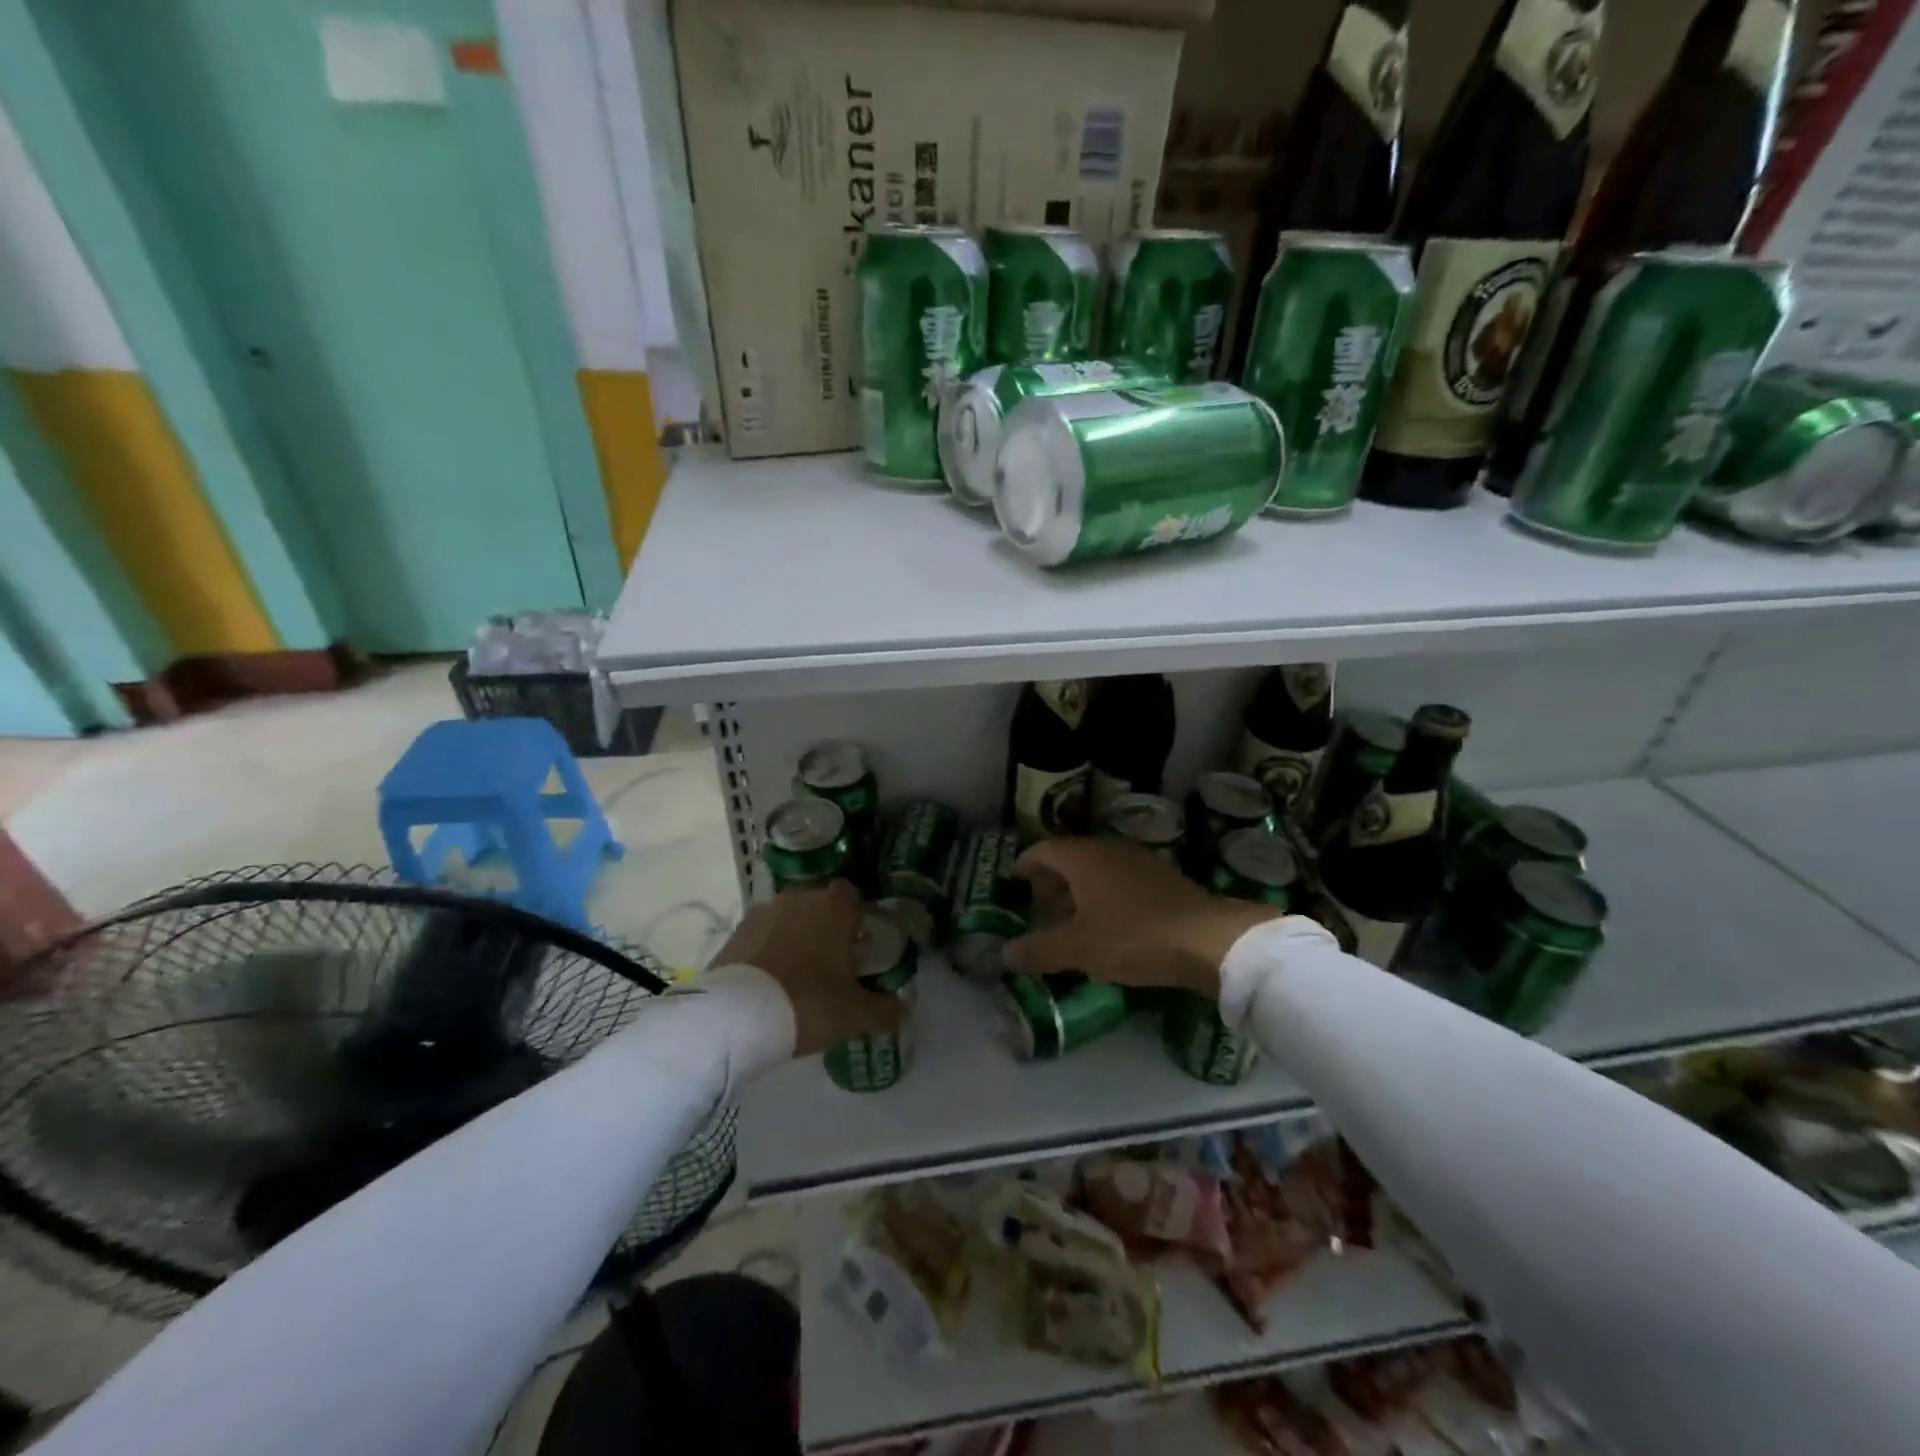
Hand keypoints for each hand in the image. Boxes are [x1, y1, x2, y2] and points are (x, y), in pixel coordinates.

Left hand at [712, 880, 900, 1056]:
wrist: (737, 1017)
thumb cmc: (808, 1003)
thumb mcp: (855, 1014)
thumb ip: (884, 1009)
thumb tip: (903, 1008)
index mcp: (834, 907)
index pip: (851, 895)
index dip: (857, 917)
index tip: (858, 945)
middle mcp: (798, 898)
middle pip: (818, 904)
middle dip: (825, 927)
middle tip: (831, 964)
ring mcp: (762, 912)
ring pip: (788, 918)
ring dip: (794, 937)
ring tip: (797, 976)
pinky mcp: (734, 933)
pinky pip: (761, 936)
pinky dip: (767, 951)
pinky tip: (769, 982)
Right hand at [1005, 839, 1285, 998]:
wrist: (1208, 939)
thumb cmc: (1133, 936)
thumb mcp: (1078, 949)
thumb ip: (1039, 950)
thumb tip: (1006, 953)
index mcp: (1083, 858)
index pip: (1043, 850)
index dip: (1025, 864)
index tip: (1013, 880)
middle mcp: (1108, 849)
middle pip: (1070, 857)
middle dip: (1051, 879)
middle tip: (1039, 905)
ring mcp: (1139, 860)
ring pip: (1097, 868)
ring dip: (1079, 888)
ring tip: (1070, 918)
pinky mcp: (1162, 877)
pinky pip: (1120, 879)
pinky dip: (1104, 894)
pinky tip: (1108, 922)